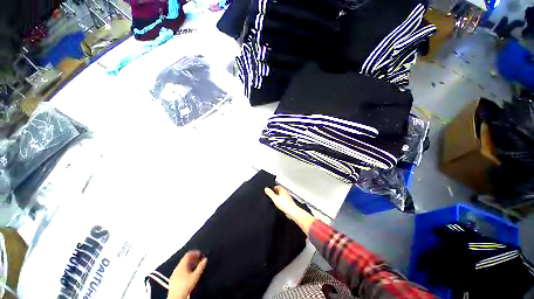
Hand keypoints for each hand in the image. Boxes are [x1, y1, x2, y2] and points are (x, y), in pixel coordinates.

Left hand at [167, 250, 207, 298]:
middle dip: (193, 258)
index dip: (195, 252)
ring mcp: (174, 274)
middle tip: (199, 259)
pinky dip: (186, 269)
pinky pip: (180, 271)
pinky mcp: (173, 280)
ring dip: (189, 264)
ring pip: (182, 266)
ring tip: (195, 266)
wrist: (176, 297)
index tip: (200, 253)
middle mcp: (177, 268)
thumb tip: (205, 259)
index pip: (188, 254)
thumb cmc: (185, 286)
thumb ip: (201, 266)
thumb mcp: (195, 275)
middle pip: (185, 260)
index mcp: (181, 265)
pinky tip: (189, 274)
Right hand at [264, 186, 300, 219]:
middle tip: (270, 194)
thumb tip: (266, 189)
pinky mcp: (288, 202)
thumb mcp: (275, 198)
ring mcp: (287, 197)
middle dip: (275, 192)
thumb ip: (270, 193)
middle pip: (279, 190)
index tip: (269, 189)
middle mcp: (286, 193)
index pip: (277, 186)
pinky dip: (280, 201)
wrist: (292, 212)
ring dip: (277, 197)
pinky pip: (283, 200)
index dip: (272, 187)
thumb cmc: (285, 205)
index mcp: (283, 190)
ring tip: (273, 199)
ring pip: (281, 195)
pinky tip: (278, 204)